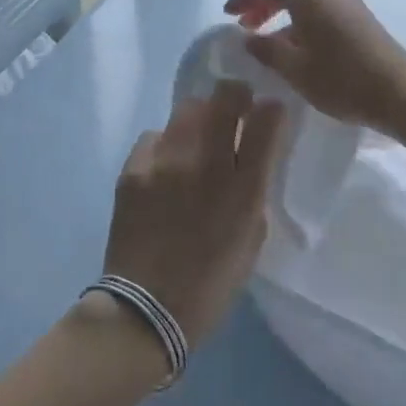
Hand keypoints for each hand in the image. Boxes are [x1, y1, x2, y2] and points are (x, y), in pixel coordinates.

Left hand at [102, 81, 285, 351]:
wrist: (145, 310)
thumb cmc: (210, 283)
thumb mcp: (251, 237)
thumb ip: (254, 192)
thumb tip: (250, 159)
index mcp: (244, 188)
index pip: (266, 122)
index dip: (272, 109)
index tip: (270, 111)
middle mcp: (206, 164)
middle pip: (224, 98)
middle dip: (235, 95)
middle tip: (234, 107)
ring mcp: (166, 162)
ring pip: (187, 109)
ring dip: (199, 117)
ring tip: (196, 139)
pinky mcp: (133, 169)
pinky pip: (154, 136)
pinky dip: (164, 144)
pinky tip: (164, 166)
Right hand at [224, 0, 405, 133]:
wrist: (400, 93)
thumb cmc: (342, 81)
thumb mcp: (296, 70)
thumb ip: (267, 51)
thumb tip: (249, 38)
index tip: (229, 15)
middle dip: (263, 3)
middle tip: (246, 27)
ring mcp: (350, 4)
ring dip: (283, 14)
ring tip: (269, 42)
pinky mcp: (361, 19)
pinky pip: (323, 10)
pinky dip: (302, 21)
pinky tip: (299, 49)